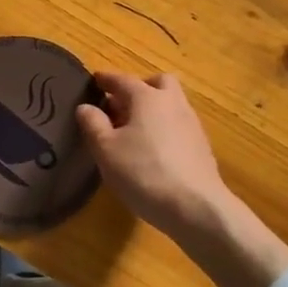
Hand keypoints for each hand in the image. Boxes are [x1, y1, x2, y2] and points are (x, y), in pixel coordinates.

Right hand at [76, 71, 287, 286]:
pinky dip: (165, 127)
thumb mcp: (106, 150)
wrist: (196, 207)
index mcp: (147, 97)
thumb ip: (93, 124)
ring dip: (154, 108)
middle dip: (140, 87)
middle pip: (158, 82)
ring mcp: (191, 123)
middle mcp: (172, 102)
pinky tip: (154, 150)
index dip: (106, 79)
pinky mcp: (201, 146)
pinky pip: (179, 124)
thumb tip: (86, 106)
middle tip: (121, 104)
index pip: (122, 79)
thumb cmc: (144, 173)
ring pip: (171, 103)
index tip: (95, 80)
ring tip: (134, 130)